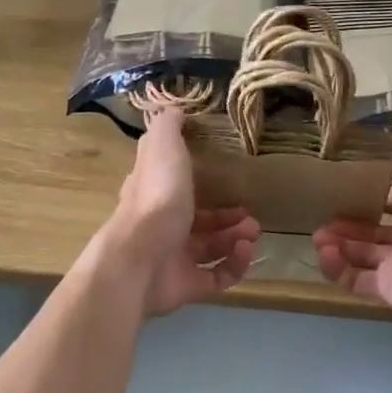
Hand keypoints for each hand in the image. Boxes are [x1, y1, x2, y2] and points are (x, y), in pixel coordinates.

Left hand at [107, 107, 260, 316]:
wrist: (140, 260)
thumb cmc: (156, 200)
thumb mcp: (163, 149)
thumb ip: (168, 127)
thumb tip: (173, 107)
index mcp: (157, 194)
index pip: (179, 185)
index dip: (204, 181)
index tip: (230, 177)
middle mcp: (165, 226)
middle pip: (202, 221)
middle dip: (230, 217)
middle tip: (251, 214)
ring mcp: (175, 258)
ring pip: (213, 247)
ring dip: (236, 238)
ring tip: (252, 232)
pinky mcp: (187, 285)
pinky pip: (218, 277)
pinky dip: (235, 265)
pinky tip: (245, 252)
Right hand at [313, 129, 391, 326]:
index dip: (373, 194)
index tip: (346, 187)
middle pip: (375, 230)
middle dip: (348, 224)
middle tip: (323, 218)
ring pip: (362, 255)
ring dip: (338, 245)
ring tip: (318, 237)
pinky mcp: (388, 291)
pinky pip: (356, 280)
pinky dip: (337, 269)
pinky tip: (324, 256)